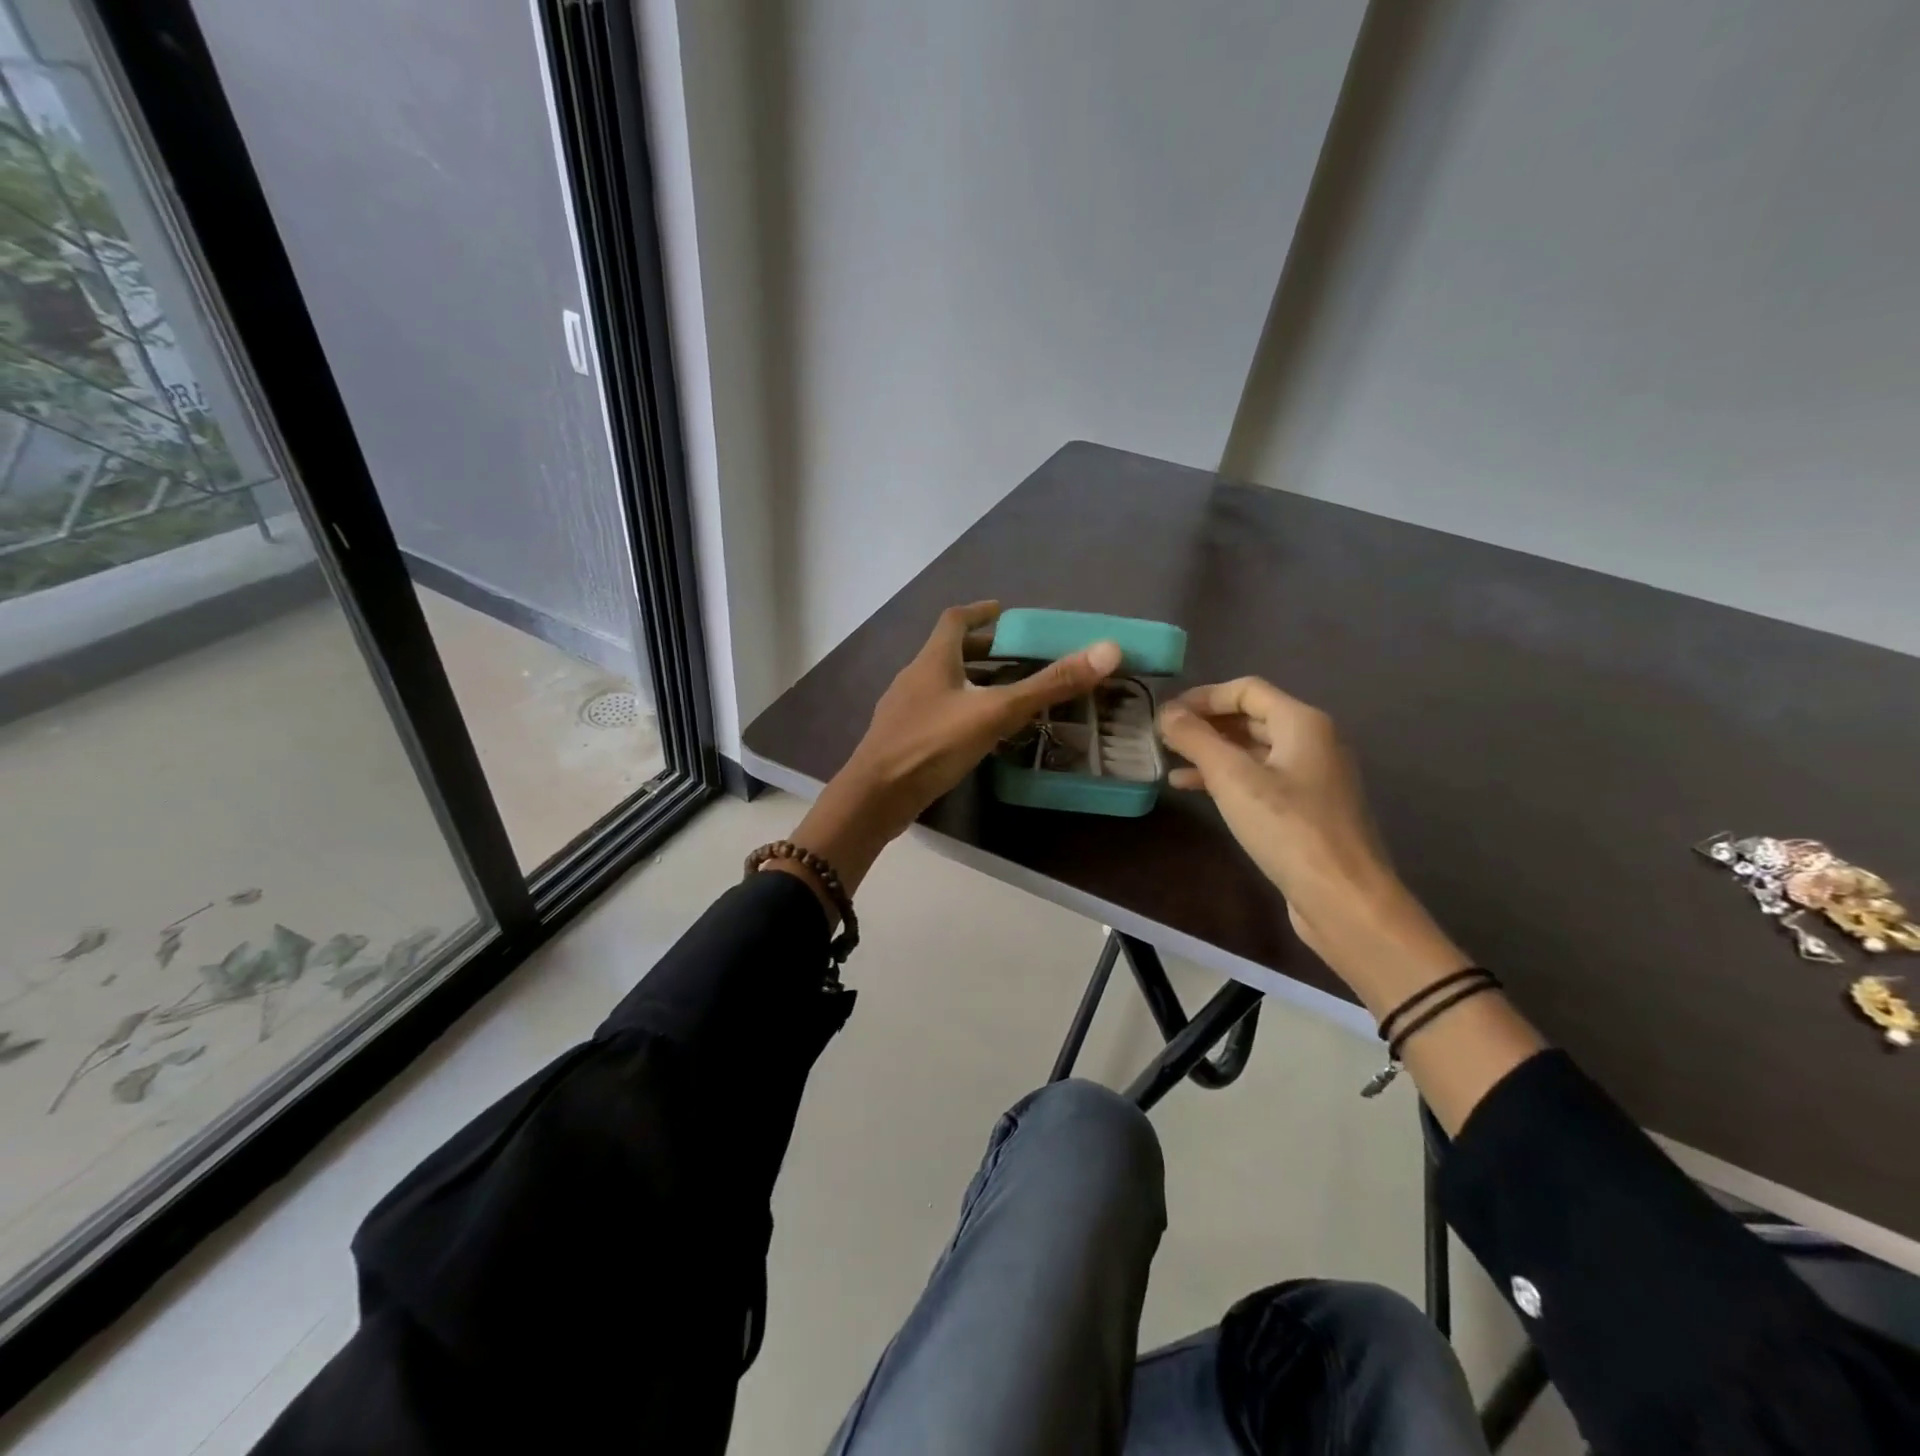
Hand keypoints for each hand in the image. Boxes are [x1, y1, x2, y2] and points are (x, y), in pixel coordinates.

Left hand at [780, 603, 1120, 904]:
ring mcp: (903, 709)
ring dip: (969, 682)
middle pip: (947, 652)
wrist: (876, 797)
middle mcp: (913, 677)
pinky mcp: (901, 738)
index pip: (954, 620)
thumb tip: (1106, 651)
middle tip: (1014, 657)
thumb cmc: (933, 745)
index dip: (979, 612)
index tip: (1003, 611)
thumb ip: (1048, 685)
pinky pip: (934, 712)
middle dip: (980, 650)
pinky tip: (974, 733)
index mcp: (932, 661)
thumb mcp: (996, 712)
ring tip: (1001, 694)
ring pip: (940, 684)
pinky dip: (958, 710)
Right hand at [1157, 678, 1467, 993]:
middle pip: (1250, 718)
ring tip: (1169, 760)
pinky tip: (1192, 789)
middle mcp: (1312, 741)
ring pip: (1252, 750)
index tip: (1165, 712)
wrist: (1342, 897)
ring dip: (1211, 752)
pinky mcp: (1305, 809)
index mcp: (1302, 723)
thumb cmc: (1288, 828)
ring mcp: (1311, 777)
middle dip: (1205, 723)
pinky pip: (1259, 779)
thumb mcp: (1232, 778)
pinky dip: (1226, 778)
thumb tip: (1166, 712)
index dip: (1203, 696)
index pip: (1246, 690)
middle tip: (1162, 735)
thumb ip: (1196, 739)